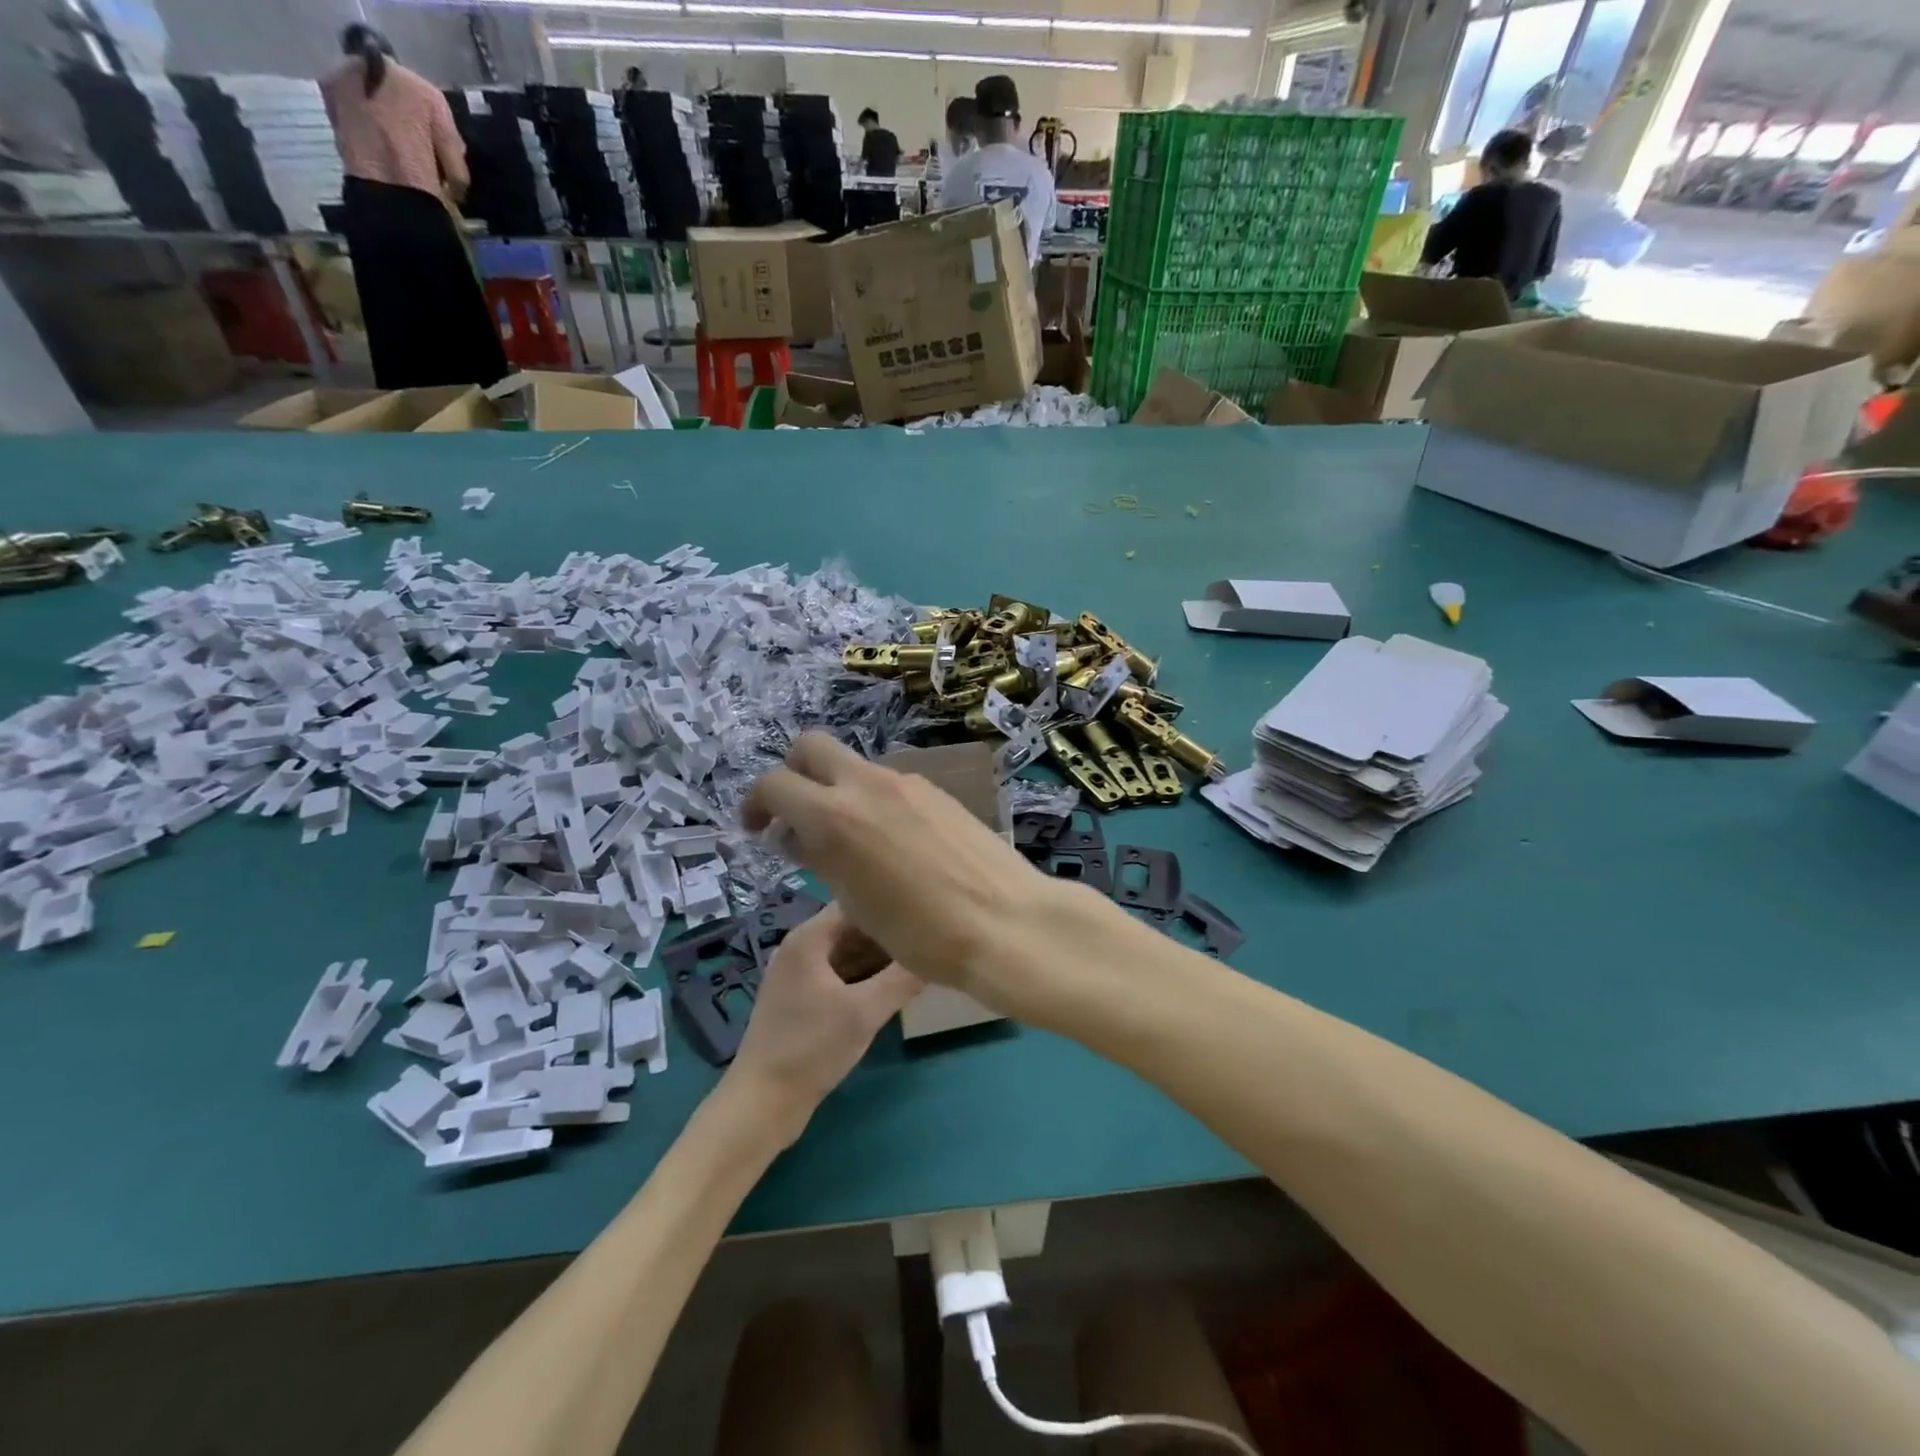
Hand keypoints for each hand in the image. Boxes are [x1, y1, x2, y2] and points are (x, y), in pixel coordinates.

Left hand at [724, 903, 920, 1139]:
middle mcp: (800, 948)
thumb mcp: (865, 1013)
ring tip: (919, 960)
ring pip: (848, 953)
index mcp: (809, 938)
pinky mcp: (801, 1000)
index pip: (856, 902)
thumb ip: (903, 979)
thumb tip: (938, 952)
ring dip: (880, 957)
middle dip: (889, 933)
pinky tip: (894, 987)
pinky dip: (865, 977)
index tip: (925, 911)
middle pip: (853, 927)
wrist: (762, 1104)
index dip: (890, 904)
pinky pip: (840, 975)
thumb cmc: (811, 1049)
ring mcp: (798, 975)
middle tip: (929, 938)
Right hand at [741, 732, 1079, 1006]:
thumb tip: (796, 836)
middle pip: (811, 746)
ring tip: (849, 841)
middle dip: (793, 773)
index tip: (757, 829)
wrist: (1005, 922)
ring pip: (854, 765)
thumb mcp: (855, 903)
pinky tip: (891, 842)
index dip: (755, 804)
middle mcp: (867, 784)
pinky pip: (889, 782)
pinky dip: (872, 799)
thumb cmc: (921, 932)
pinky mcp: (937, 790)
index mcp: (835, 815)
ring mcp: (907, 782)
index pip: (774, 784)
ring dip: (837, 789)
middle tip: (795, 816)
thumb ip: (819, 858)